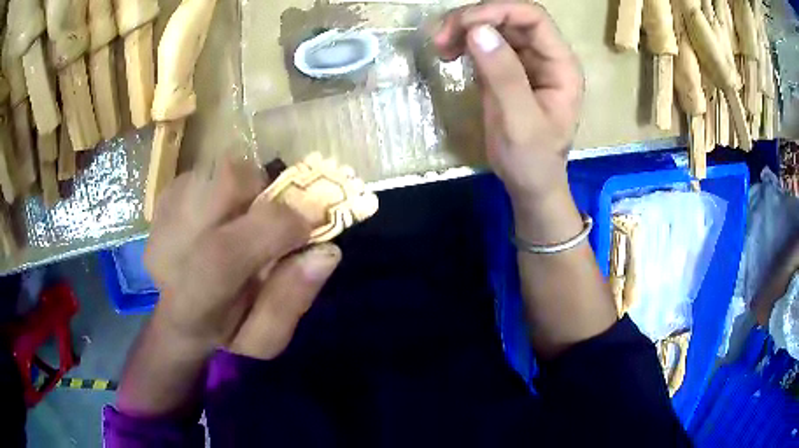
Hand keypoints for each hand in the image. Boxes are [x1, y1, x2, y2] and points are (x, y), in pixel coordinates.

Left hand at [145, 158, 340, 356]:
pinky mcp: (162, 199)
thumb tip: (327, 252)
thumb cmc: (224, 333)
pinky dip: (225, 186)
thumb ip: (291, 301)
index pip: (227, 251)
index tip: (307, 229)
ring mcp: (161, 218)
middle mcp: (168, 250)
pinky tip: (219, 217)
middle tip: (271, 219)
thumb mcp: (263, 340)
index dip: (279, 228)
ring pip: (217, 169)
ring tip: (243, 219)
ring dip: (245, 188)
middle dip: (264, 191)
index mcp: (193, 300)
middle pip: (223, 183)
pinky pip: (206, 170)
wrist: (174, 317)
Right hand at [434, 2, 583, 200]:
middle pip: (510, 17)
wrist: (529, 183)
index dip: (497, 11)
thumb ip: (504, 76)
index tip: (462, 26)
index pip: (532, 18)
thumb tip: (478, 30)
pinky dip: (465, 42)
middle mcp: (546, 56)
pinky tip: (450, 53)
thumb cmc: (532, 160)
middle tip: (442, 39)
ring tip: (441, 47)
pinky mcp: (509, 69)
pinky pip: (486, 42)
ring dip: (465, 28)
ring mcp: (527, 60)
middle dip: (474, 19)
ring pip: (495, 26)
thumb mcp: (520, 122)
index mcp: (561, 65)